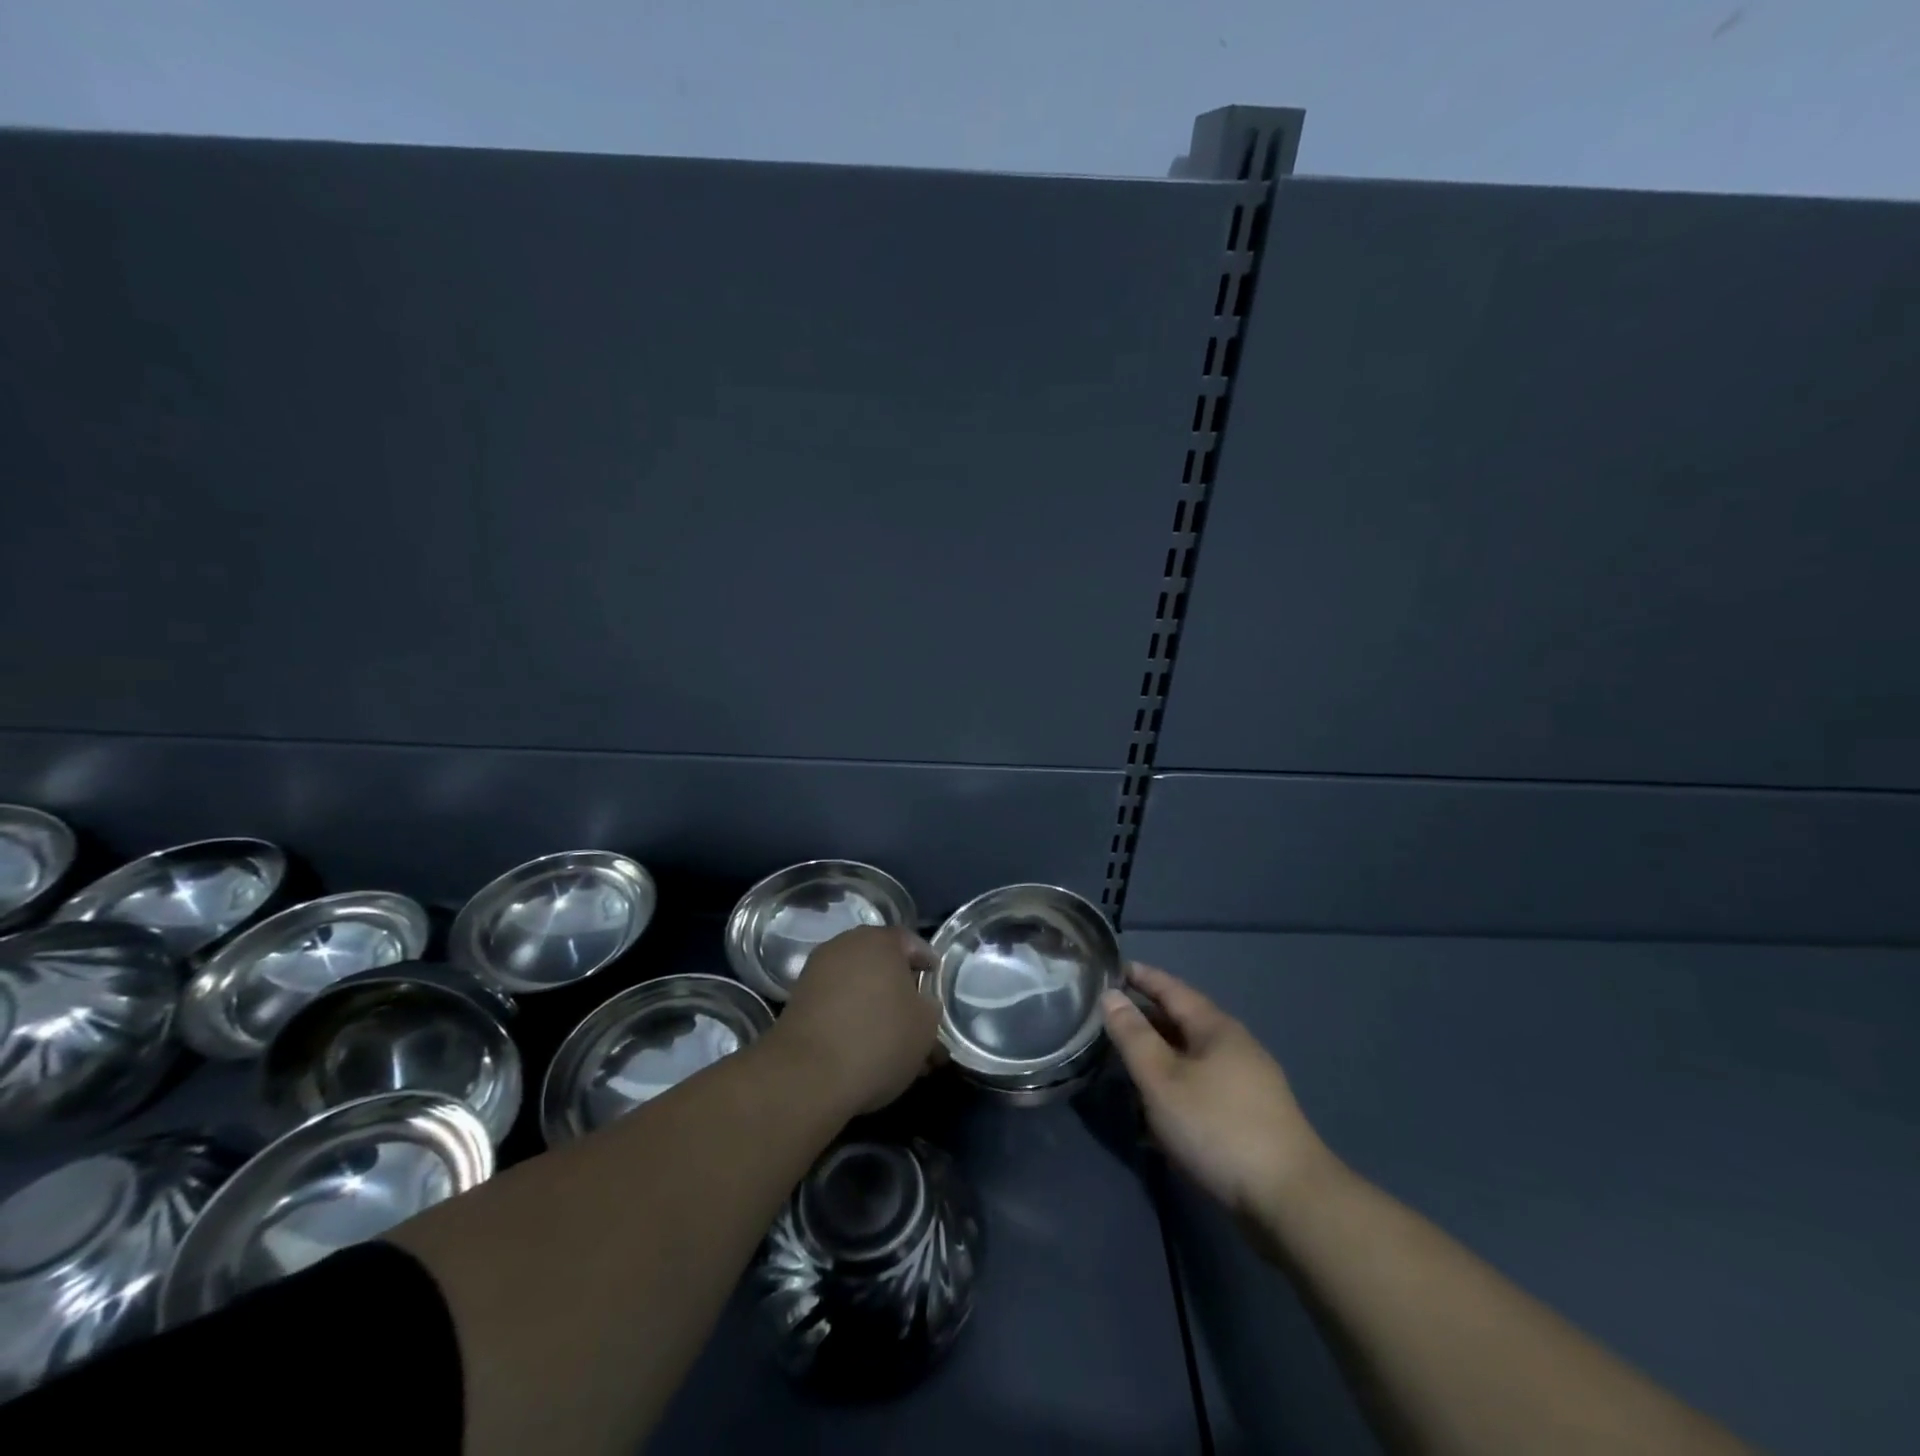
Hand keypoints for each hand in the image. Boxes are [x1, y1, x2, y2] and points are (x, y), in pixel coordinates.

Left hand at [774, 926, 940, 1113]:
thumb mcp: (925, 1025)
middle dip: (901, 990)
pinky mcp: (799, 1001)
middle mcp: (845, 945)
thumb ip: (929, 1006)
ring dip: (877, 1008)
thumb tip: (920, 1003)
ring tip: (895, 1044)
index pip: (912, 943)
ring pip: (860, 987)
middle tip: (918, 1018)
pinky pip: (838, 1004)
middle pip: (882, 964)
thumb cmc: (879, 1039)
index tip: (937, 986)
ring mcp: (818, 972)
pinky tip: (866, 1050)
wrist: (807, 1074)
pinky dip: (853, 1020)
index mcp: (879, 940)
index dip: (928, 964)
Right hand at [1104, 963, 1332, 1224]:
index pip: (1171, 988)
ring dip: (1161, 1053)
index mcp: (1216, 1027)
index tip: (1113, 968)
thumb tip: (1111, 996)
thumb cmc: (1217, 1127)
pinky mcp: (1251, 1115)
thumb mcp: (1162, 1079)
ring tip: (1127, 1059)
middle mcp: (1235, 1045)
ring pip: (1193, 1055)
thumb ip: (1133, 1036)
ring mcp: (1248, 1081)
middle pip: (1183, 1020)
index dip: (1142, 977)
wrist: (1290, 1200)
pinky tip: (1159, 1106)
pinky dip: (1177, 1083)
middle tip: (1110, 1016)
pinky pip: (1204, 1084)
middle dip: (1147, 1017)